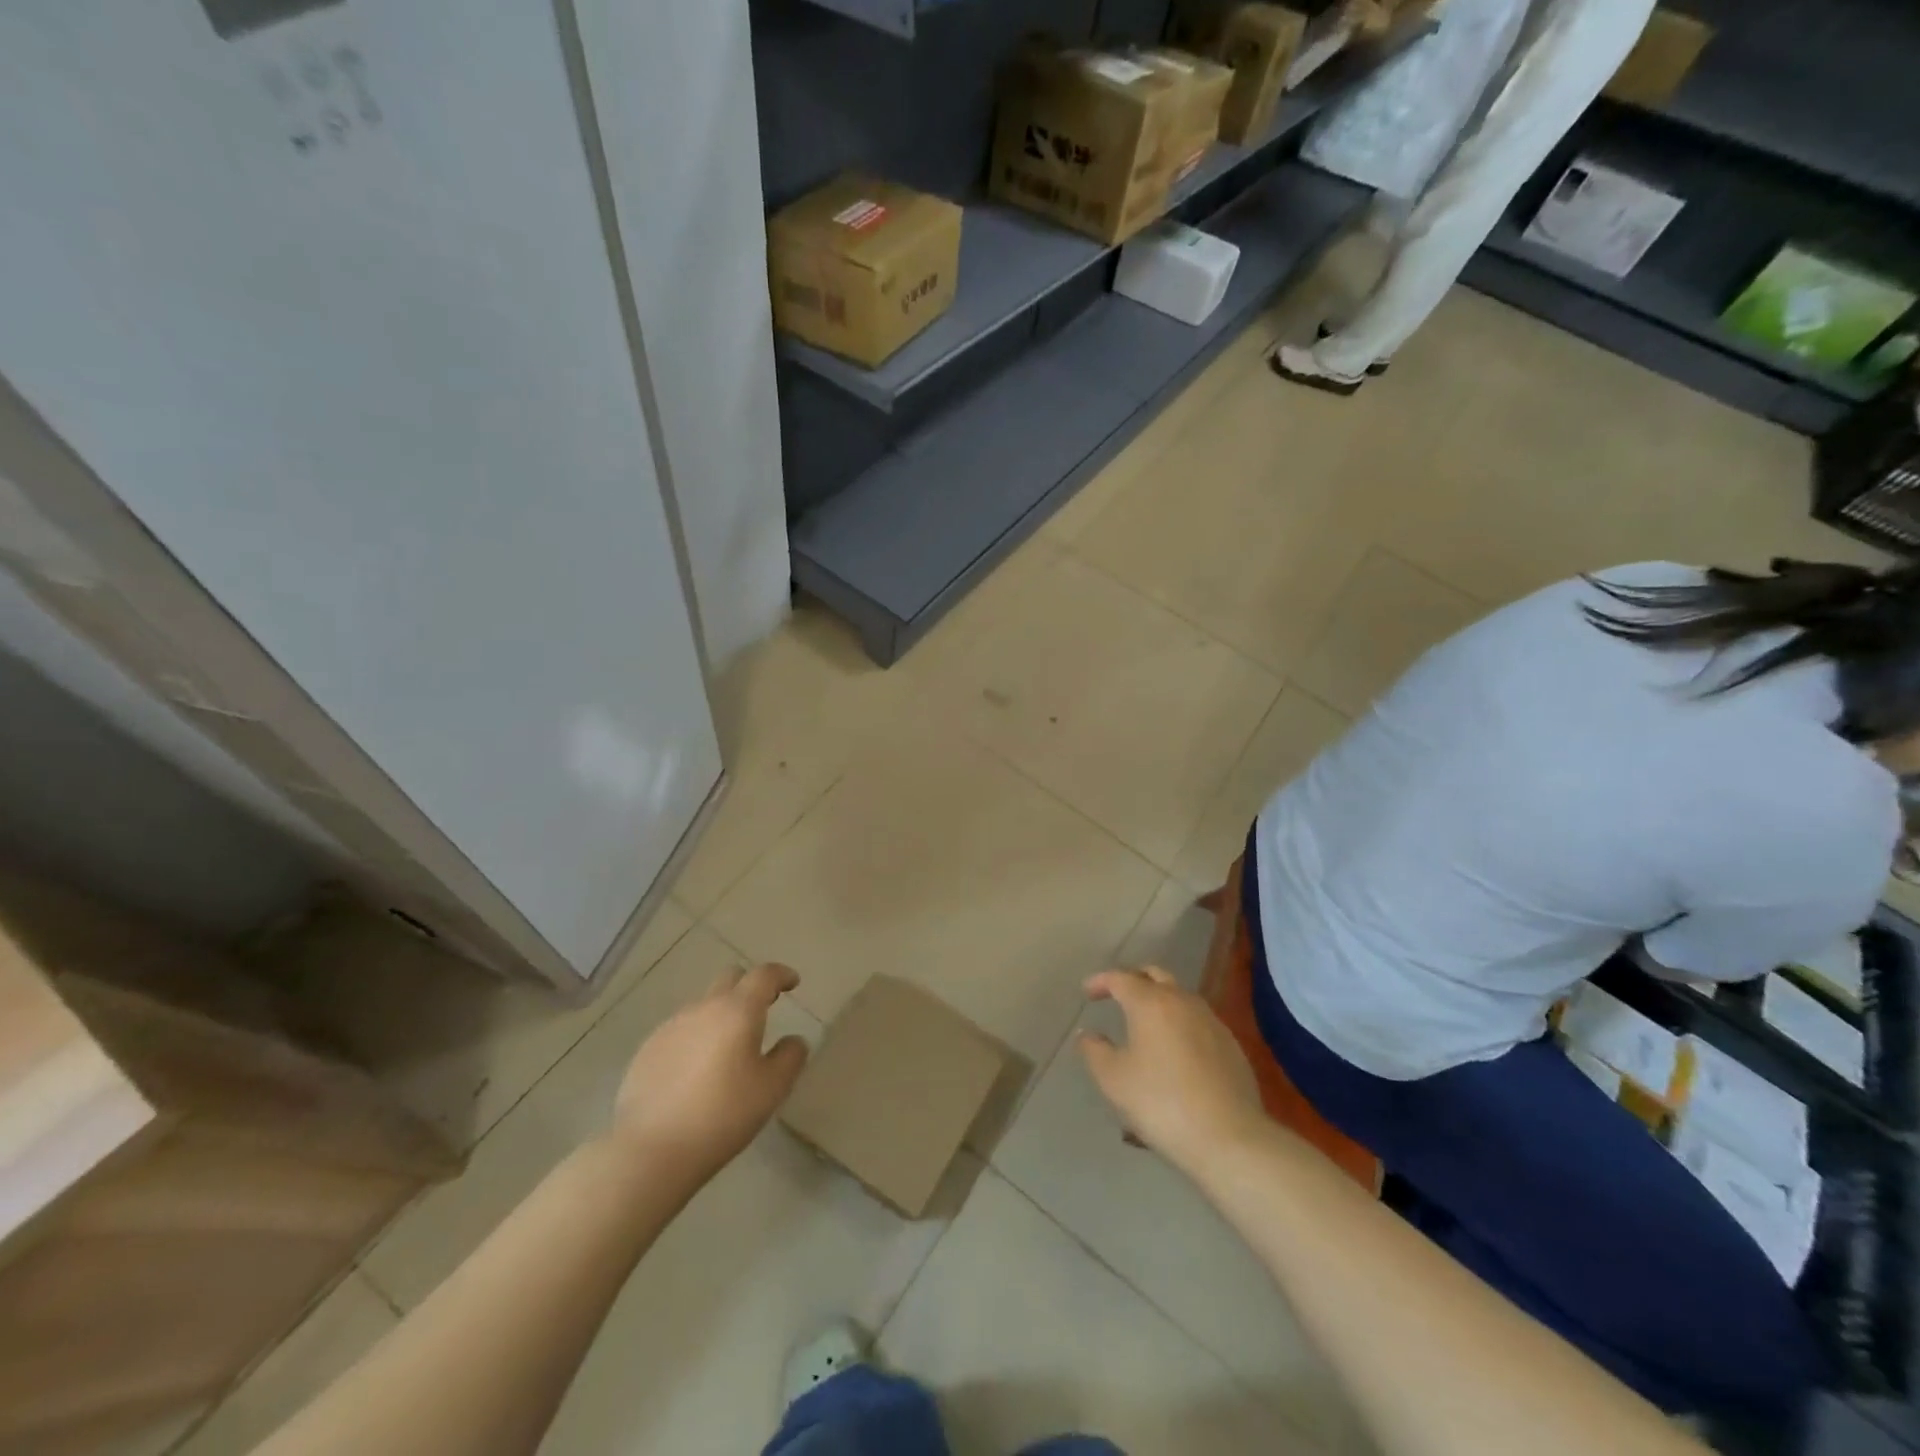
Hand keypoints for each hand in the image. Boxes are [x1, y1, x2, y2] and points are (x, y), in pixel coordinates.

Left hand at [607, 962, 809, 1184]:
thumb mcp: (772, 1089)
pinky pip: (680, 1031)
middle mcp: (703, 1008)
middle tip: (762, 1009)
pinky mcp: (647, 1050)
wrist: (650, 1151)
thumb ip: (790, 1057)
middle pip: (730, 979)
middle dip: (749, 987)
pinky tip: (695, 1073)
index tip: (792, 982)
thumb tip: (793, 1040)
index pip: (764, 975)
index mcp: (737, 1011)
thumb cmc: (722, 1115)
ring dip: (720, 1016)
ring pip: (703, 1006)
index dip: (781, 974)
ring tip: (727, 1050)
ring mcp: (670, 1027)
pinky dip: (696, 1039)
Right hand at [1077, 967, 1266, 1176]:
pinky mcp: (1231, 1044)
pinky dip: (1180, 1024)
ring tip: (1145, 1024)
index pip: (1120, 978)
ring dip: (1159, 1001)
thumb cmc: (1161, 1103)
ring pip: (1180, 997)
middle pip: (1155, 975)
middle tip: (1117, 995)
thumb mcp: (1114, 1080)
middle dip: (1133, 979)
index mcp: (1151, 1003)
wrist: (1229, 1138)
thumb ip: (1094, 1050)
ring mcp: (1211, 1021)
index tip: (1087, 993)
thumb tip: (1088, 1034)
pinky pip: (1197, 1021)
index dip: (1100, 981)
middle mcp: (1182, 1001)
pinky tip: (1175, 1050)